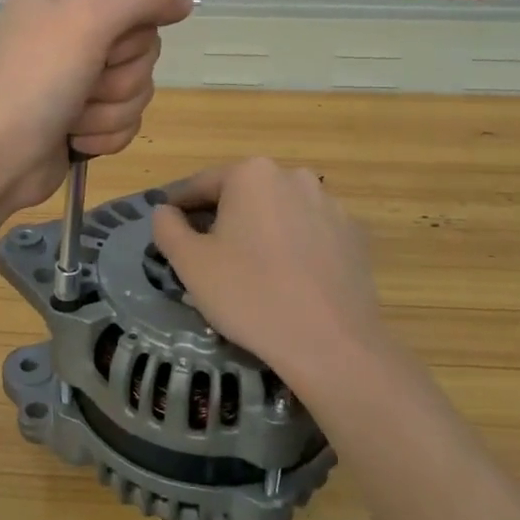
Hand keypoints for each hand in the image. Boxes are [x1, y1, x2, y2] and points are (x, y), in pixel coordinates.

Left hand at [0, 0, 193, 211]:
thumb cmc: (36, 78)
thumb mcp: (89, 18)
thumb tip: (185, 3)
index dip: (128, 20)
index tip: (106, 36)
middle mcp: (67, 26)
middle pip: (140, 43)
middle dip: (119, 74)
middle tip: (86, 80)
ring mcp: (75, 74)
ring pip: (137, 84)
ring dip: (111, 108)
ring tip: (73, 115)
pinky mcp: (83, 114)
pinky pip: (126, 116)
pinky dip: (106, 132)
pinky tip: (75, 138)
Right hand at [151, 159, 386, 386]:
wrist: (332, 344)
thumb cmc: (250, 295)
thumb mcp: (190, 263)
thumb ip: (167, 228)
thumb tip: (166, 211)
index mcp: (252, 174)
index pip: (202, 184)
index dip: (180, 206)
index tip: (168, 226)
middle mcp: (294, 177)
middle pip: (244, 194)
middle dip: (222, 218)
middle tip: (205, 254)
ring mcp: (330, 205)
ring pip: (279, 212)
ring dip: (259, 231)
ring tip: (248, 270)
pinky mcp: (354, 236)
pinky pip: (309, 233)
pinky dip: (292, 247)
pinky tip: (286, 279)